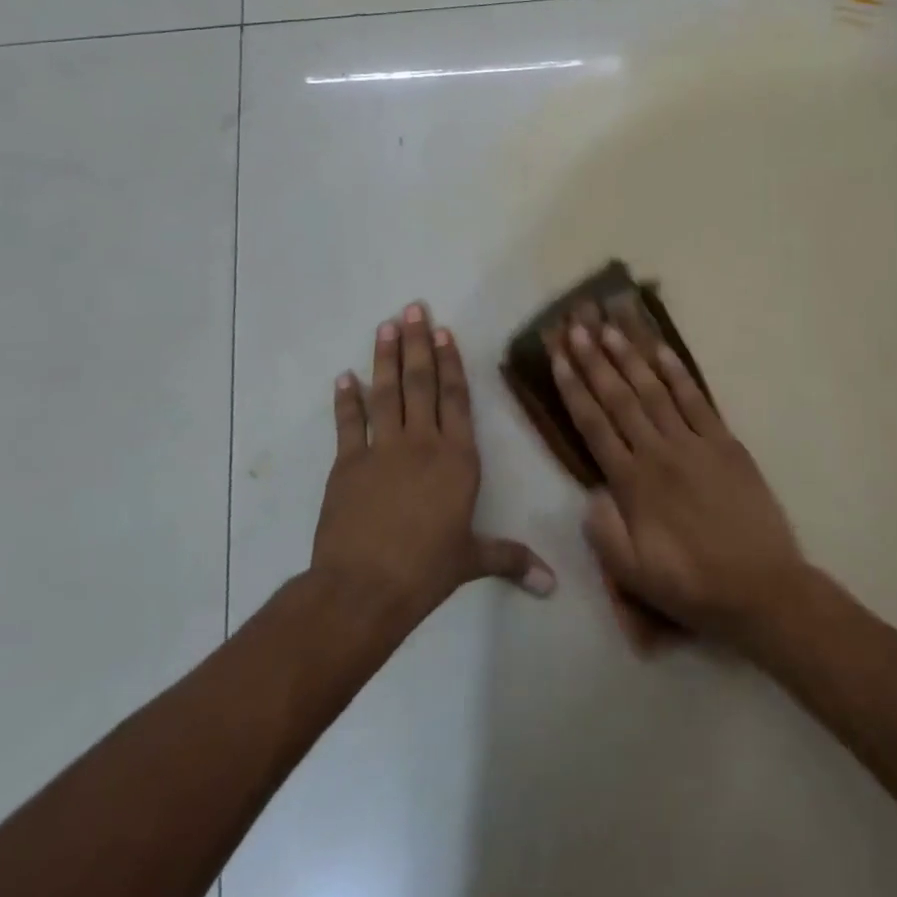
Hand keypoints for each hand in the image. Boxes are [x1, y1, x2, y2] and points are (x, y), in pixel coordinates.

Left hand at [312, 303, 555, 624]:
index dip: (452, 362)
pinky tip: (344, 376)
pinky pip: (348, 423)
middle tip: (412, 308)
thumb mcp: (472, 561)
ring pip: (386, 393)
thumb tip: (553, 584)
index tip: (444, 331)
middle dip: (417, 344)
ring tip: (385, 326)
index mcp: (457, 458)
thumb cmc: (427, 570)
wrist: (364, 588)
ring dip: (385, 357)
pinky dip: (345, 399)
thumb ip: (511, 560)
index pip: (456, 398)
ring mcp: (381, 449)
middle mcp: (422, 442)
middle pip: (421, 383)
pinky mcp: (347, 464)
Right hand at [550, 317, 807, 643]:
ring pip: (654, 391)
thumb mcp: (633, 575)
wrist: (761, 588)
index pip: (594, 425)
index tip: (558, 358)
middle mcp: (658, 453)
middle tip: (577, 327)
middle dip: (595, 361)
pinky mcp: (725, 443)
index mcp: (632, 483)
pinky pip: (697, 400)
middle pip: (619, 398)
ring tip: (610, 329)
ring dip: (630, 358)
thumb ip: (603, 531)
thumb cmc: (692, 584)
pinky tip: (662, 351)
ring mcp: (694, 443)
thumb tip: (589, 492)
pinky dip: (678, 373)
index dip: (573, 389)